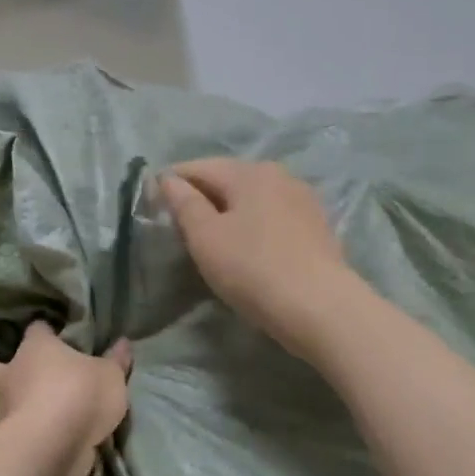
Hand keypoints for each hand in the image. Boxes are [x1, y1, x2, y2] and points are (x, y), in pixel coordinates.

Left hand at [0, 322, 130, 475]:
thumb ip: (115, 362)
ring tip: (20, 420)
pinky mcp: (3, 447)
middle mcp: (11, 378)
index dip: (42, 331)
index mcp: (35, 350)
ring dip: (2, 413)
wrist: (53, 446)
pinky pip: (5, 441)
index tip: (49, 334)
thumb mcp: (110, 376)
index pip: (35, 330)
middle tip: (0, 374)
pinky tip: (29, 448)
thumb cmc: (80, 395)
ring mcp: (2, 415)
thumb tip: (123, 343)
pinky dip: (14, 443)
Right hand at [158, 158, 360, 359]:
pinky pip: (273, 217)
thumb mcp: (206, 238)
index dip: (172, 183)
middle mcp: (279, 175)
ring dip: (229, 212)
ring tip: (212, 240)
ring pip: (253, 198)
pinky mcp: (317, 226)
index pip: (199, 167)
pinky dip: (254, 225)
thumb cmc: (253, 268)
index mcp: (249, 172)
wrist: (321, 308)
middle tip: (180, 227)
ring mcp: (302, 200)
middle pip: (228, 179)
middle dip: (202, 197)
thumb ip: (184, 204)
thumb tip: (168, 179)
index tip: (153, 205)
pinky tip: (248, 249)